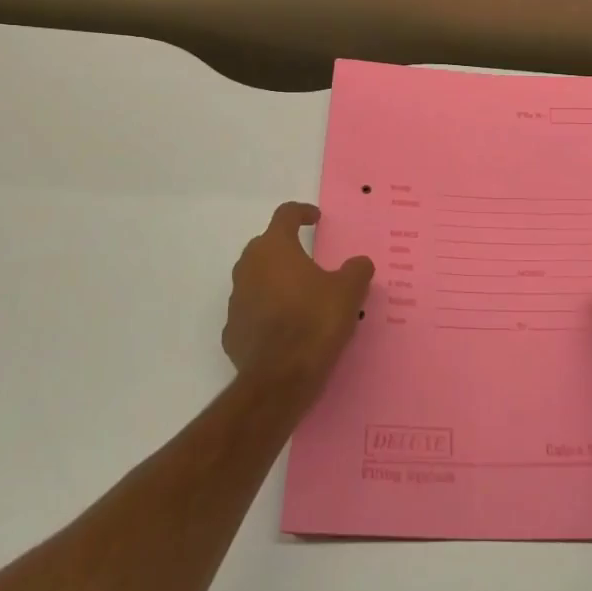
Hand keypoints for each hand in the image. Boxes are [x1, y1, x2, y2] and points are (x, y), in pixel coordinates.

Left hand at [223, 202, 374, 394]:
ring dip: (275, 281)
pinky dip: (266, 312)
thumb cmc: (314, 321)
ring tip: (300, 296)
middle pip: (266, 245)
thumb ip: (356, 270)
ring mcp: (236, 299)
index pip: (285, 215)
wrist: (279, 378)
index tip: (315, 218)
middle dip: (287, 248)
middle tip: (310, 260)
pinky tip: (285, 327)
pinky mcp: (232, 331)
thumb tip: (359, 263)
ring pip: (256, 278)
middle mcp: (249, 266)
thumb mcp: (348, 291)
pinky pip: (252, 311)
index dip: (302, 212)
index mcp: (275, 247)